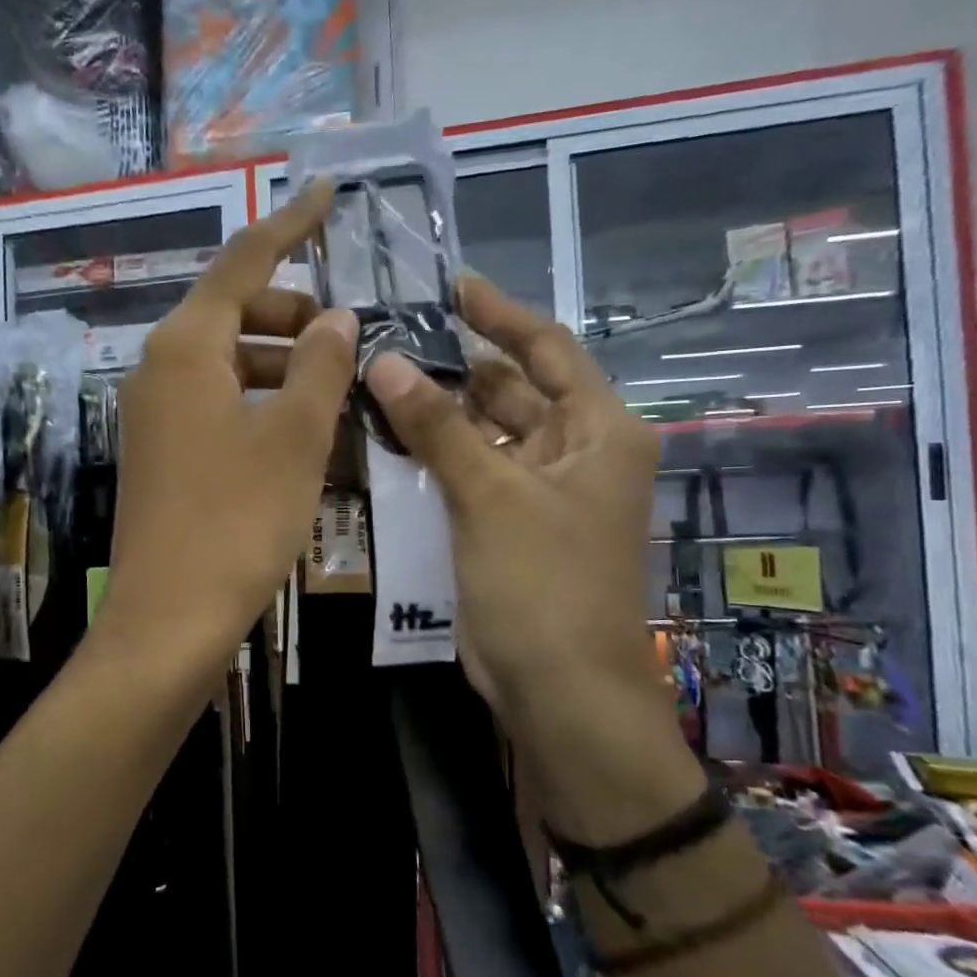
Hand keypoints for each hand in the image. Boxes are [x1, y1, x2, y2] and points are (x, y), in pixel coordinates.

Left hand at [97, 182, 357, 671]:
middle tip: (351, 339)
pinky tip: (304, 435)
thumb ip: (320, 366)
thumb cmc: (236, 521)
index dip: (289, 226)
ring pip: (230, 364)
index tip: (327, 195)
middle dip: (295, 315)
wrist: (169, 619)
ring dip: (285, 367)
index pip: (243, 262)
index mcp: (186, 348)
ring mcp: (156, 415)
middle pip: (235, 314)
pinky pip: (220, 406)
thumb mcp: (294, 438)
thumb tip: (336, 317)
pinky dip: (263, 405)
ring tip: (340, 393)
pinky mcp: (163, 454)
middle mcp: (161, 369)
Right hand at [364, 273, 703, 842]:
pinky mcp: (508, 527)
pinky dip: (437, 457)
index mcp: (598, 432)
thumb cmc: (544, 584)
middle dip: (457, 366)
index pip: (548, 350)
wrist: (560, 691)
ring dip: (440, 413)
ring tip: (378, 382)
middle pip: (512, 390)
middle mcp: (576, 454)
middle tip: (391, 339)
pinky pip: (471, 474)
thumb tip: (383, 361)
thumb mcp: (491, 496)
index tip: (452, 285)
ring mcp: (541, 494)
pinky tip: (390, 440)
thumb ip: (437, 427)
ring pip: (486, 434)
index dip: (501, 315)